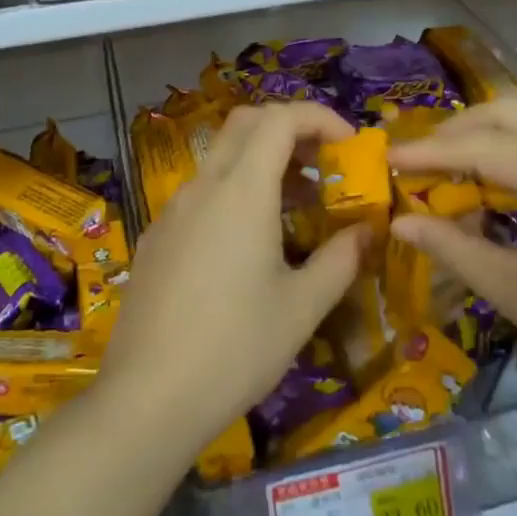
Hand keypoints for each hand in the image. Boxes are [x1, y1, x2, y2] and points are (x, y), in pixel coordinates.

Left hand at [97, 102, 363, 454]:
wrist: (147, 397)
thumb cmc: (236, 349)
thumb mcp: (302, 307)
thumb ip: (341, 259)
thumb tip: (368, 230)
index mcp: (241, 191)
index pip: (280, 118)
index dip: (319, 117)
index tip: (350, 145)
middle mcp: (203, 186)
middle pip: (246, 124)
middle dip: (290, 129)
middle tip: (324, 164)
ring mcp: (173, 210)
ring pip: (222, 158)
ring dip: (262, 162)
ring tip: (297, 206)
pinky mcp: (157, 236)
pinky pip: (202, 192)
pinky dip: (235, 191)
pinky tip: (250, 243)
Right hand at [388, 89, 516, 444]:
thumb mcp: (514, 292)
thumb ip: (452, 246)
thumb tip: (400, 220)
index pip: (480, 146)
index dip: (428, 152)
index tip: (386, 158)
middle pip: (513, 111)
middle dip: (461, 127)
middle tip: (422, 156)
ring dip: (504, 114)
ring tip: (468, 144)